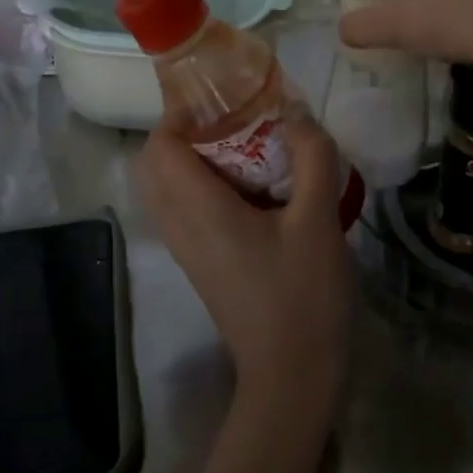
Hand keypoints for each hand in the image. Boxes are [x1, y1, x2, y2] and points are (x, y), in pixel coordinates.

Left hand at [135, 105, 353, 423]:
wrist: (292, 375)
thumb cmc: (303, 295)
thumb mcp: (318, 219)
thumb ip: (311, 157)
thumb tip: (296, 112)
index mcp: (199, 210)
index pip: (158, 147)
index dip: (180, 114)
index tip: (224, 97)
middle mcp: (180, 227)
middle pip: (154, 165)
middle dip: (185, 132)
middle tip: (235, 119)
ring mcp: (187, 249)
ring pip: (167, 188)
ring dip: (195, 158)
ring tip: (248, 146)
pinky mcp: (201, 263)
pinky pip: (185, 209)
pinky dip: (205, 185)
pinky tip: (255, 186)